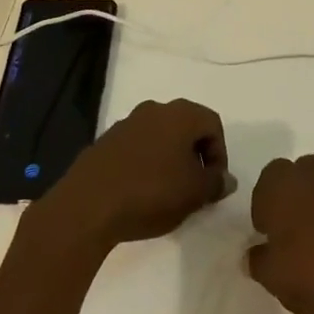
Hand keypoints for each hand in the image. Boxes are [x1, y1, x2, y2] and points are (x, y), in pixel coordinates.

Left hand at [35, 99, 232, 251]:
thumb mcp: (194, 193)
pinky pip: (137, 147)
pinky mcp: (106, 141)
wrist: (88, 204)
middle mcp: (154, 109)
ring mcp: (126, 123)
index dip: (220, 154)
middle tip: (195, 188)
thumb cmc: (151, 192)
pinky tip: (142, 191)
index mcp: (179, 114)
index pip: (213, 123)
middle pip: (186, 127)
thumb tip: (225, 179)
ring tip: (169, 193)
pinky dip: (146, 163)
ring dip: (170, 159)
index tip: (214, 183)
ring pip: (160, 136)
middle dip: (195, 156)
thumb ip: (216, 183)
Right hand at [248, 153, 313, 313]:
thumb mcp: (274, 276)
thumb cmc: (313, 270)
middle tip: (295, 234)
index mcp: (281, 182)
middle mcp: (312, 170)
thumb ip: (258, 262)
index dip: (265, 208)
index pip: (265, 184)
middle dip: (294, 199)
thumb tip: (252, 255)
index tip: (270, 235)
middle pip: (297, 177)